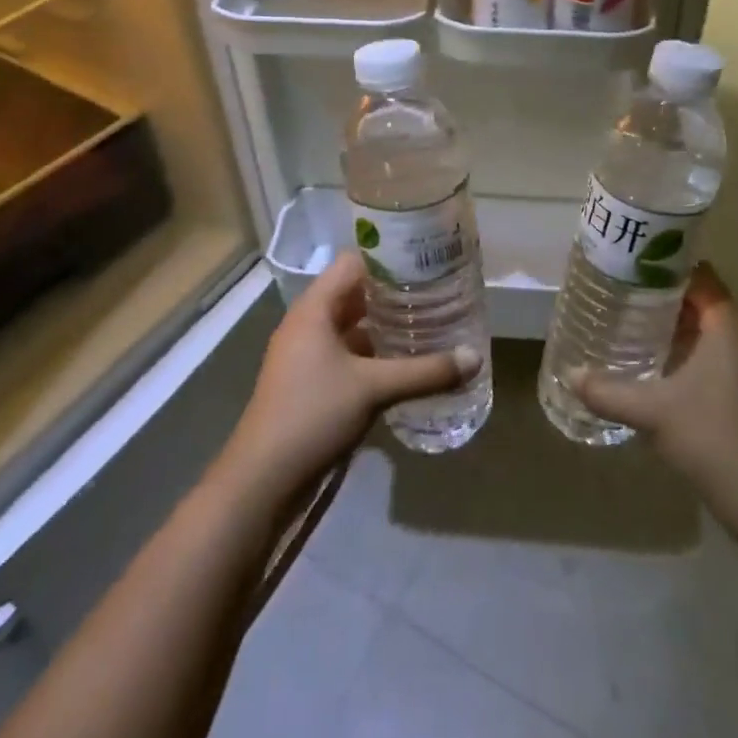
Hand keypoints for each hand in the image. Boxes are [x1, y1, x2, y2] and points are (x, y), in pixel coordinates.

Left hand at [221, 252, 481, 498]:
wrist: (263, 480)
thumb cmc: (313, 415)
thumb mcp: (374, 388)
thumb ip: (426, 371)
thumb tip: (474, 358)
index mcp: (314, 309)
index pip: (354, 263)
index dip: (389, 257)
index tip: (428, 259)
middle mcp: (309, 323)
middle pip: (356, 294)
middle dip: (395, 293)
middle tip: (439, 291)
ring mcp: (308, 355)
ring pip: (354, 327)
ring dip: (387, 326)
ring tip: (431, 323)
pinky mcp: (312, 383)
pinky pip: (350, 355)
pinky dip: (377, 354)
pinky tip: (408, 362)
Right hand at [572, 263, 737, 527]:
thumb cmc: (712, 438)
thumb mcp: (651, 411)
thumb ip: (607, 391)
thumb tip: (571, 374)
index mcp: (728, 328)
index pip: (700, 276)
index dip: (666, 266)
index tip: (630, 264)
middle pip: (702, 301)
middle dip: (663, 296)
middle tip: (621, 294)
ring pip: (708, 332)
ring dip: (673, 327)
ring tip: (631, 324)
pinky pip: (713, 357)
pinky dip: (685, 352)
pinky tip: (656, 368)